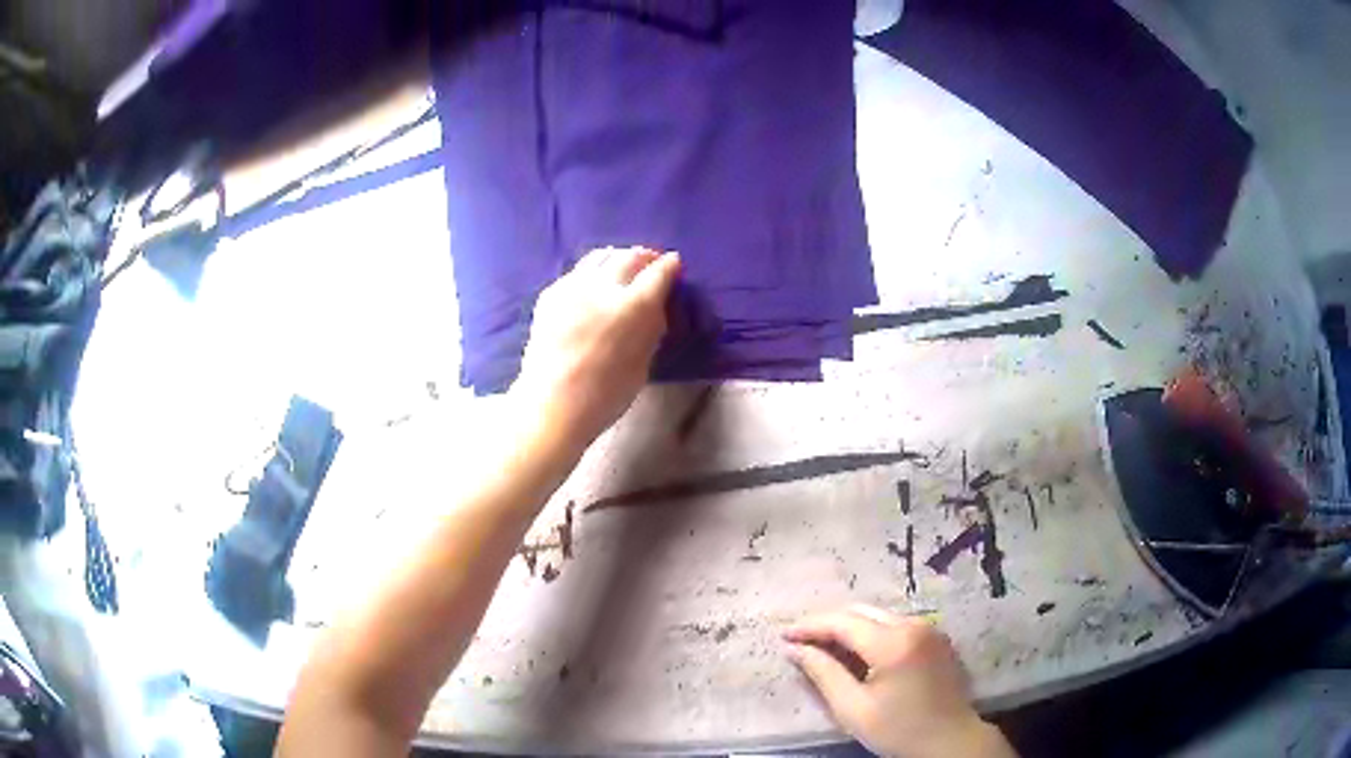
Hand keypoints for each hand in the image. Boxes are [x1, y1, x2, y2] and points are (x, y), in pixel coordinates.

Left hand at [515, 246, 680, 452]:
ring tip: (623, 264)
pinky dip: (591, 272)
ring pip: (600, 257)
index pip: (659, 273)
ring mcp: (573, 287)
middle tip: (652, 261)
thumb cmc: (605, 395)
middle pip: (629, 257)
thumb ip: (650, 329)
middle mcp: (603, 287)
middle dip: (645, 256)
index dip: (670, 266)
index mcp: (633, 306)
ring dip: (617, 257)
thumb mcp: (643, 363)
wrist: (552, 405)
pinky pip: (577, 272)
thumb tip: (655, 308)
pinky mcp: (550, 294)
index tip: (675, 264)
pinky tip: (593, 282)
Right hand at [784, 605, 1016, 757]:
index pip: (843, 623)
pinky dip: (871, 631)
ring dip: (850, 626)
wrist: (950, 740)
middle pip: (861, 612)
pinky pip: (896, 624)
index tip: (783, 635)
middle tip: (800, 640)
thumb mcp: (853, 708)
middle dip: (828, 622)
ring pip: (879, 615)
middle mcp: (914, 624)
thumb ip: (824, 674)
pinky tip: (857, 649)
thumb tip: (795, 649)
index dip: (810, 626)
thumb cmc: (899, 730)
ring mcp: (929, 628)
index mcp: (893, 643)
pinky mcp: (936, 636)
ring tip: (824, 645)